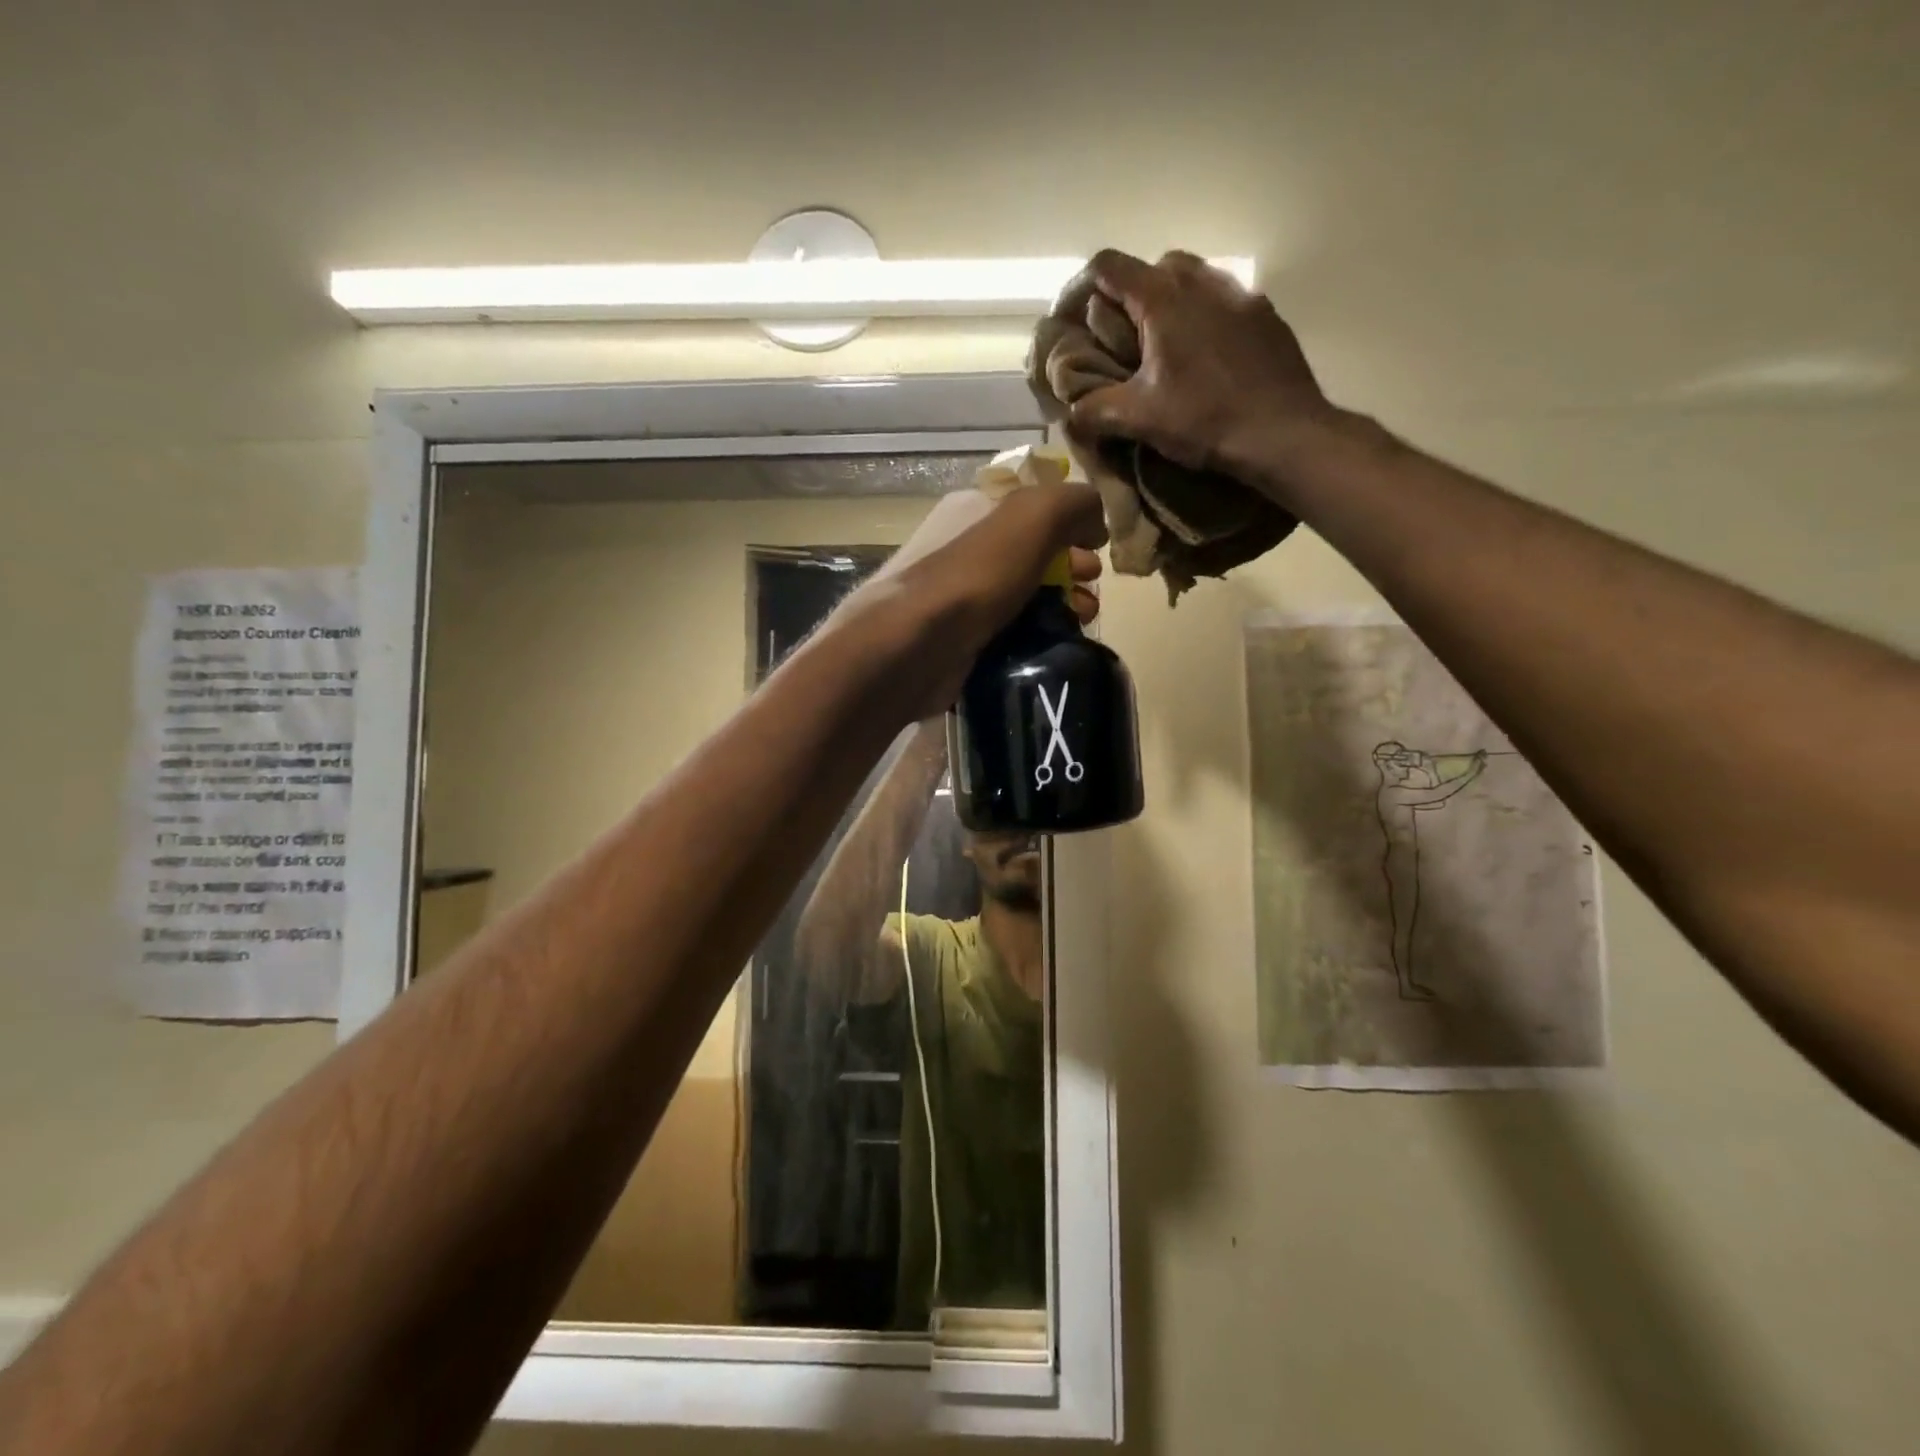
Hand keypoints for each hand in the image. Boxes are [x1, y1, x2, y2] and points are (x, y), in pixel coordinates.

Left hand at [848, 483, 1106, 721]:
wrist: (914, 649)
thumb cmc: (973, 577)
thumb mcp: (1032, 518)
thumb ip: (1073, 503)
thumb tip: (1096, 519)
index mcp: (974, 510)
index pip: (1033, 506)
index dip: (1071, 521)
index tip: (1097, 545)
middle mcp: (966, 550)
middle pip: (1034, 553)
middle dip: (1072, 567)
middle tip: (1090, 587)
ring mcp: (963, 598)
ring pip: (1026, 595)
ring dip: (1062, 604)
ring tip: (1082, 620)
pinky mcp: (964, 641)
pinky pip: (1012, 632)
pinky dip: (1038, 636)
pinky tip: (1055, 646)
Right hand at [1065, 250, 1345, 488]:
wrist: (1283, 433)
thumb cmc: (1204, 419)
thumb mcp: (1139, 419)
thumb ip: (1095, 410)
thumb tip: (1070, 411)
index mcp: (1164, 298)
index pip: (1110, 266)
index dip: (1083, 287)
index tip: (1075, 318)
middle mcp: (1203, 281)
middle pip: (1154, 267)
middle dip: (1132, 296)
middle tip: (1123, 339)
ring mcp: (1240, 294)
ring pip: (1194, 280)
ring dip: (1171, 305)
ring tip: (1165, 349)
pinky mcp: (1266, 315)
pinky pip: (1224, 303)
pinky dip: (1205, 320)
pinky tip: (1205, 360)